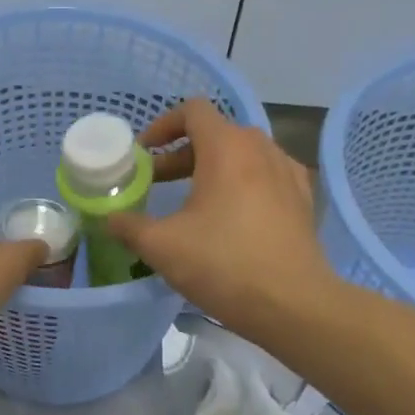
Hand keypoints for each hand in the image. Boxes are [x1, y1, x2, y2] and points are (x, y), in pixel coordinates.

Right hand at [107, 99, 336, 334]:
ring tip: (192, 201)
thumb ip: (129, 226)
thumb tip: (111, 219)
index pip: (193, 111)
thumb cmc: (223, 265)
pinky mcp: (303, 199)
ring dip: (212, 168)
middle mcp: (261, 148)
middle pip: (216, 133)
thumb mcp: (162, 247)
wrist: (292, 304)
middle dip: (181, 154)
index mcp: (227, 148)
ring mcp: (288, 172)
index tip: (144, 154)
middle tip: (156, 183)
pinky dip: (243, 184)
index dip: (162, 125)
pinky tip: (233, 215)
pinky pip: (266, 176)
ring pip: (243, 155)